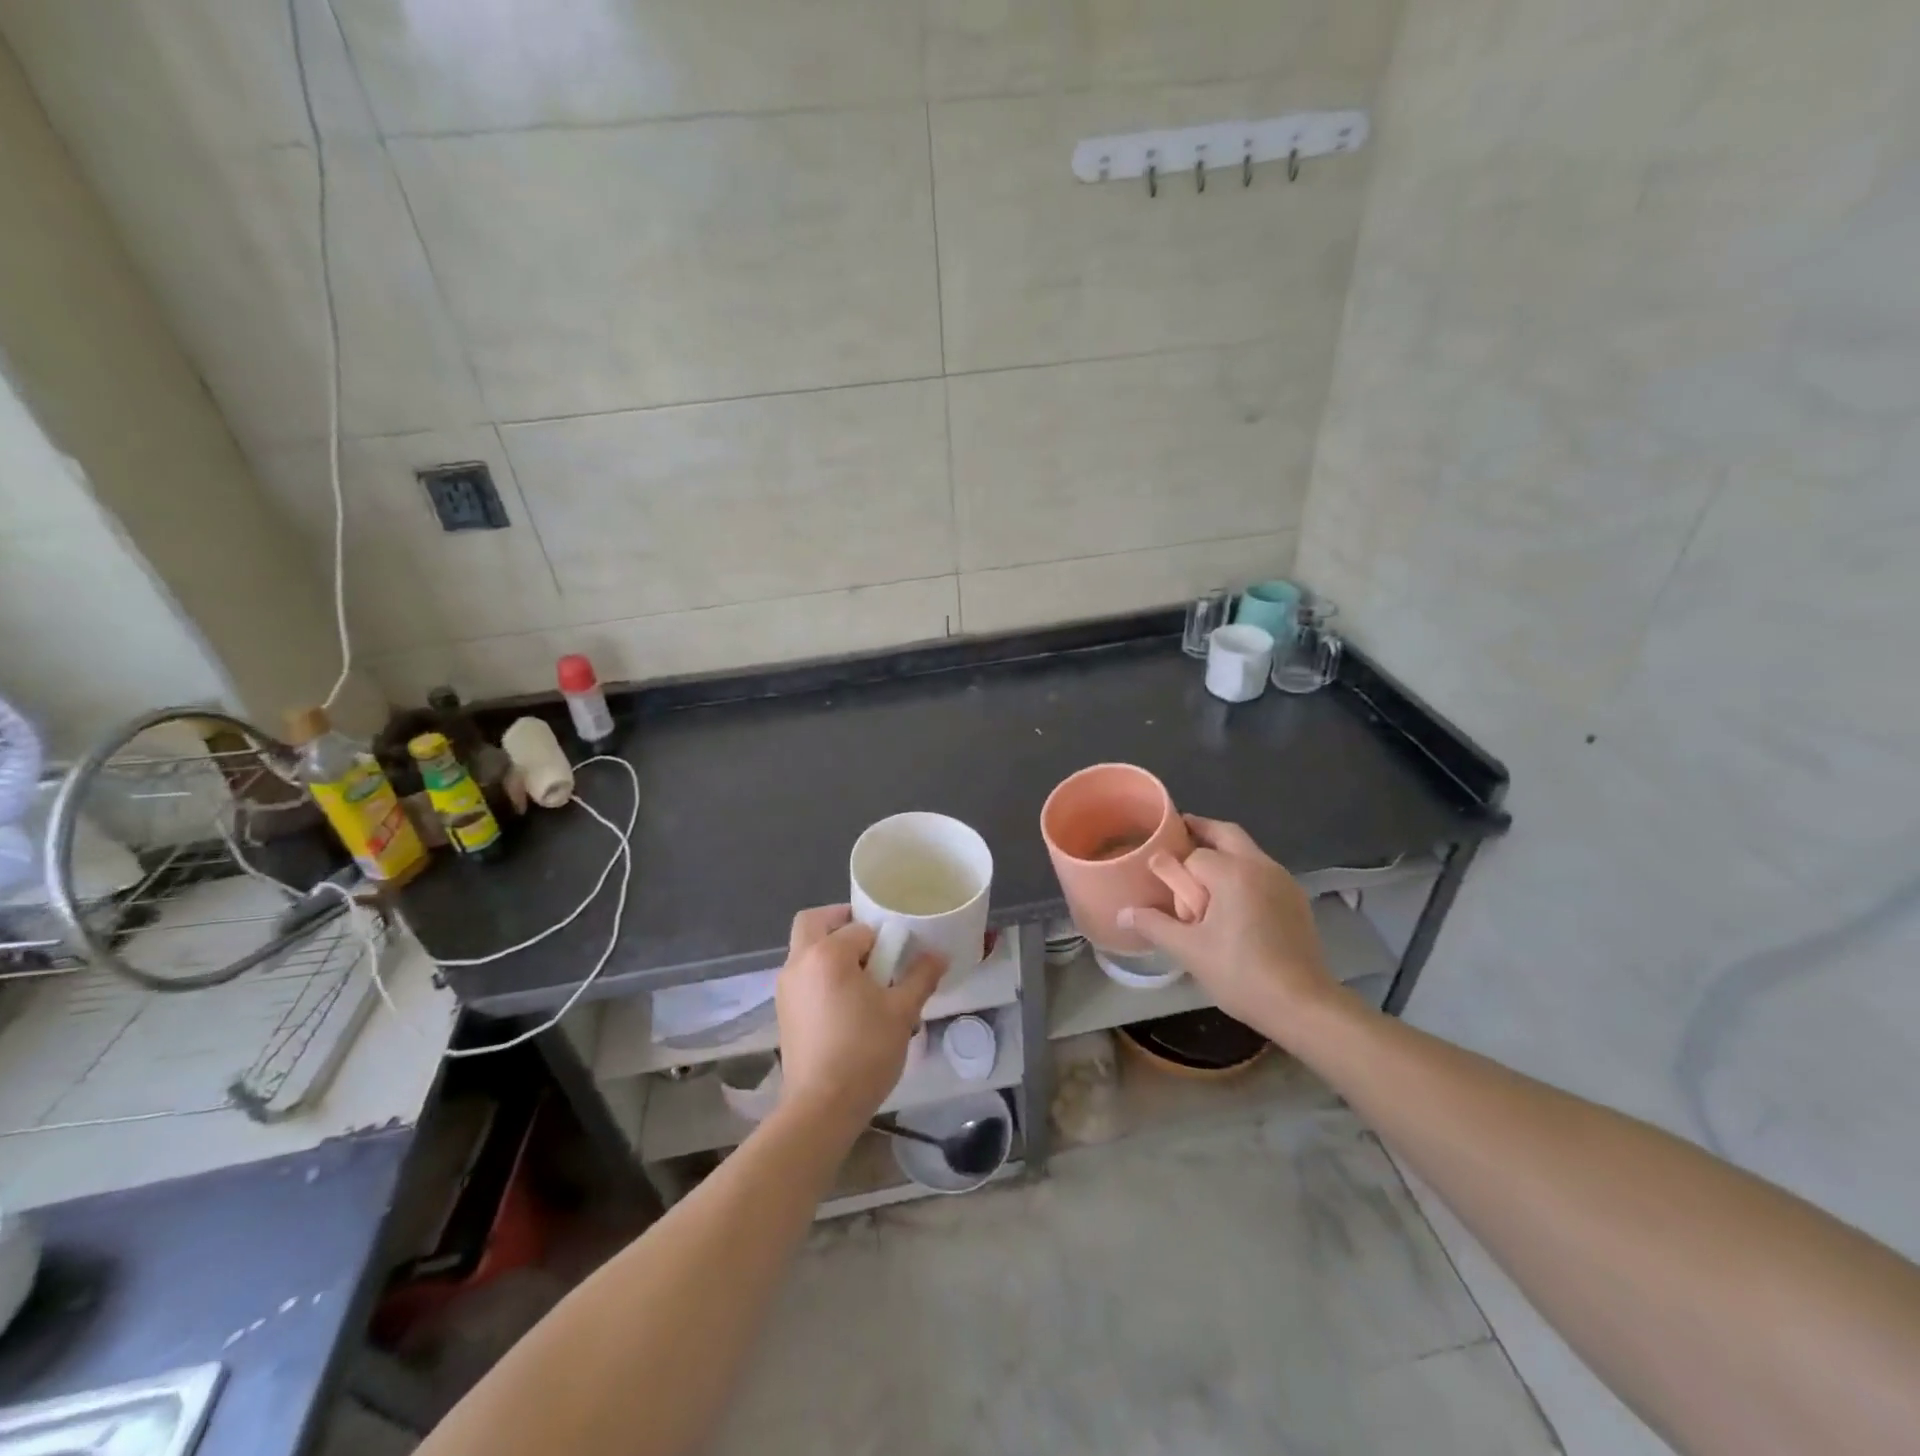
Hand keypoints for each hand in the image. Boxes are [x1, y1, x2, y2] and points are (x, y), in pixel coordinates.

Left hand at [774, 905, 945, 1132]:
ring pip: (804, 949)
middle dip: (840, 923)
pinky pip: (802, 975)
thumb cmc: (864, 1052)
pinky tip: (845, 1002)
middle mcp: (799, 962)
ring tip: (862, 978)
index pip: (859, 927)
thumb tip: (938, 955)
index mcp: (827, 954)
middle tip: (870, 944)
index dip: (882, 938)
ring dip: (829, 949)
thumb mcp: (902, 1012)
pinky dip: (820, 973)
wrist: (821, 1108)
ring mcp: (786, 987)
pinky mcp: (783, 1010)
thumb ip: (921, 976)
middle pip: (814, 922)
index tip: (897, 956)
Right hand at [1120, 816, 1338, 1042]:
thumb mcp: (1190, 951)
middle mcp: (1260, 865)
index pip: (1194, 855)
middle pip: (1226, 833)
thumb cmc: (1241, 974)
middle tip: (1177, 840)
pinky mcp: (1295, 898)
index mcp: (1233, 872)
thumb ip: (1154, 925)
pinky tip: (1231, 899)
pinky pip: (1262, 870)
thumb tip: (1123, 913)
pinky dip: (1242, 870)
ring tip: (1199, 874)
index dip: (1174, 866)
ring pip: (1247, 850)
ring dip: (1223, 851)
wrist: (1303, 1005)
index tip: (1158, 874)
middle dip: (1201, 831)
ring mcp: (1283, 880)